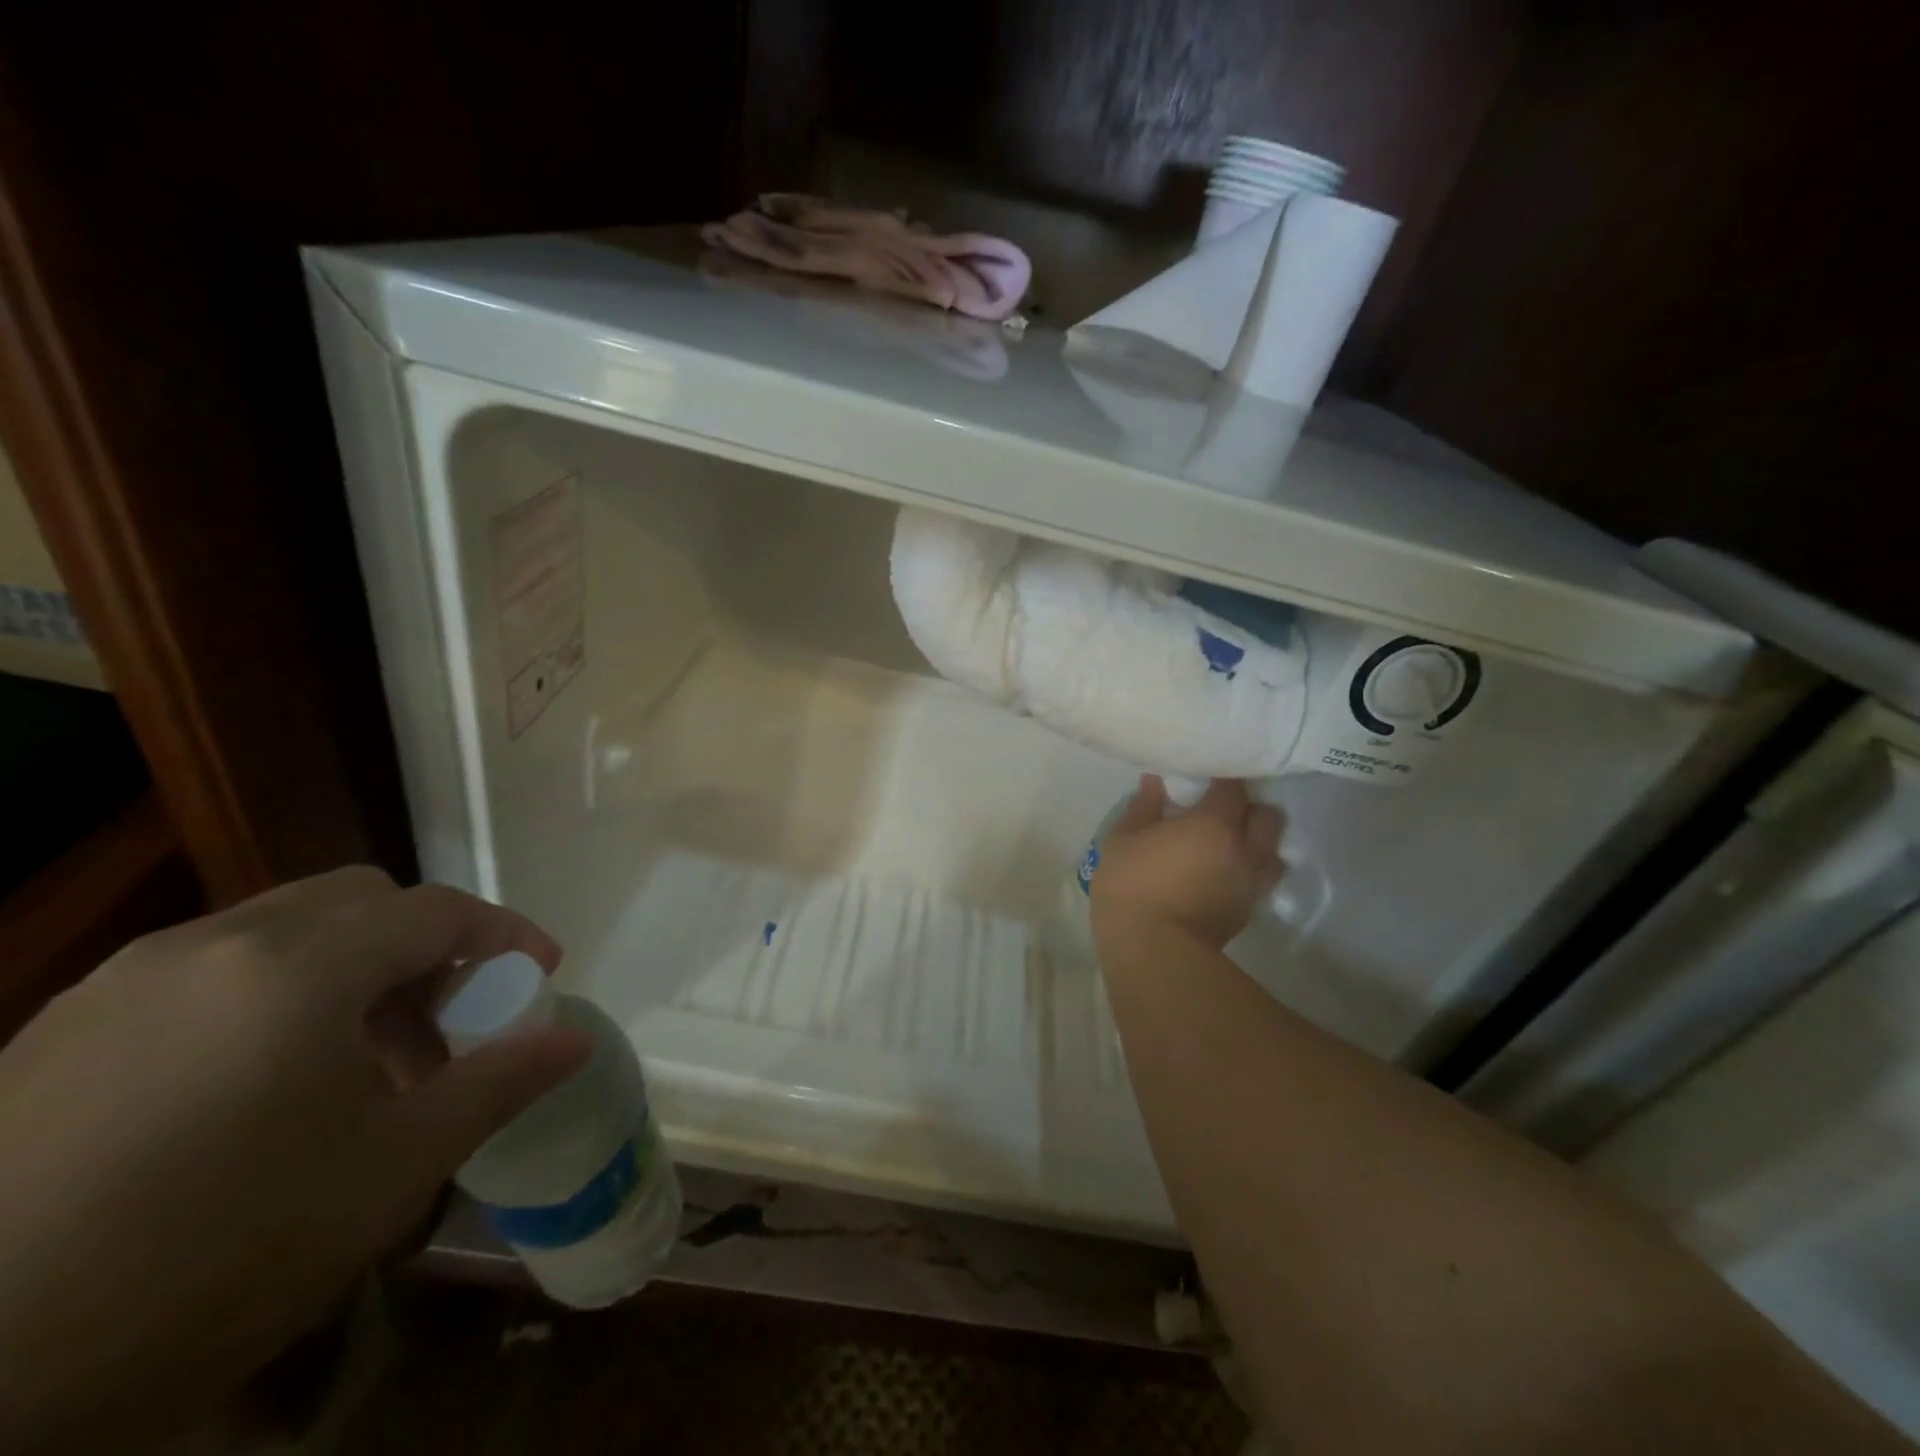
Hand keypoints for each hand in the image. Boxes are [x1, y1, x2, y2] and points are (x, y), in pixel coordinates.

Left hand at [0, 868, 591, 1450]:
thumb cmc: (213, 1252)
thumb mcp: (390, 1170)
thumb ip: (499, 1083)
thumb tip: (575, 1040)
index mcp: (298, 965)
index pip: (437, 910)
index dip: (505, 934)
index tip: (541, 974)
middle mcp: (210, 946)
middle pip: (361, 899)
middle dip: (425, 944)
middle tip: (446, 1017)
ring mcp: (121, 984)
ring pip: (280, 929)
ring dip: (350, 968)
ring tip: (355, 1062)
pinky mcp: (55, 1032)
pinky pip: (204, 972)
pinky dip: (271, 993)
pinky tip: (255, 1088)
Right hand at [1090, 776, 1283, 949]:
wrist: (1152, 951)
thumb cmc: (1132, 886)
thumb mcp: (1122, 839)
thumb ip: (1144, 806)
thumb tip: (1156, 781)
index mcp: (1214, 823)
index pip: (1233, 787)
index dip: (1222, 781)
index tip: (1206, 780)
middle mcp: (1243, 848)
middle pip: (1266, 816)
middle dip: (1250, 809)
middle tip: (1222, 811)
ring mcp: (1250, 882)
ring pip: (1272, 851)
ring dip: (1258, 842)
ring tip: (1231, 843)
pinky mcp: (1248, 911)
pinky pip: (1262, 880)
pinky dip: (1252, 870)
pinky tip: (1227, 873)